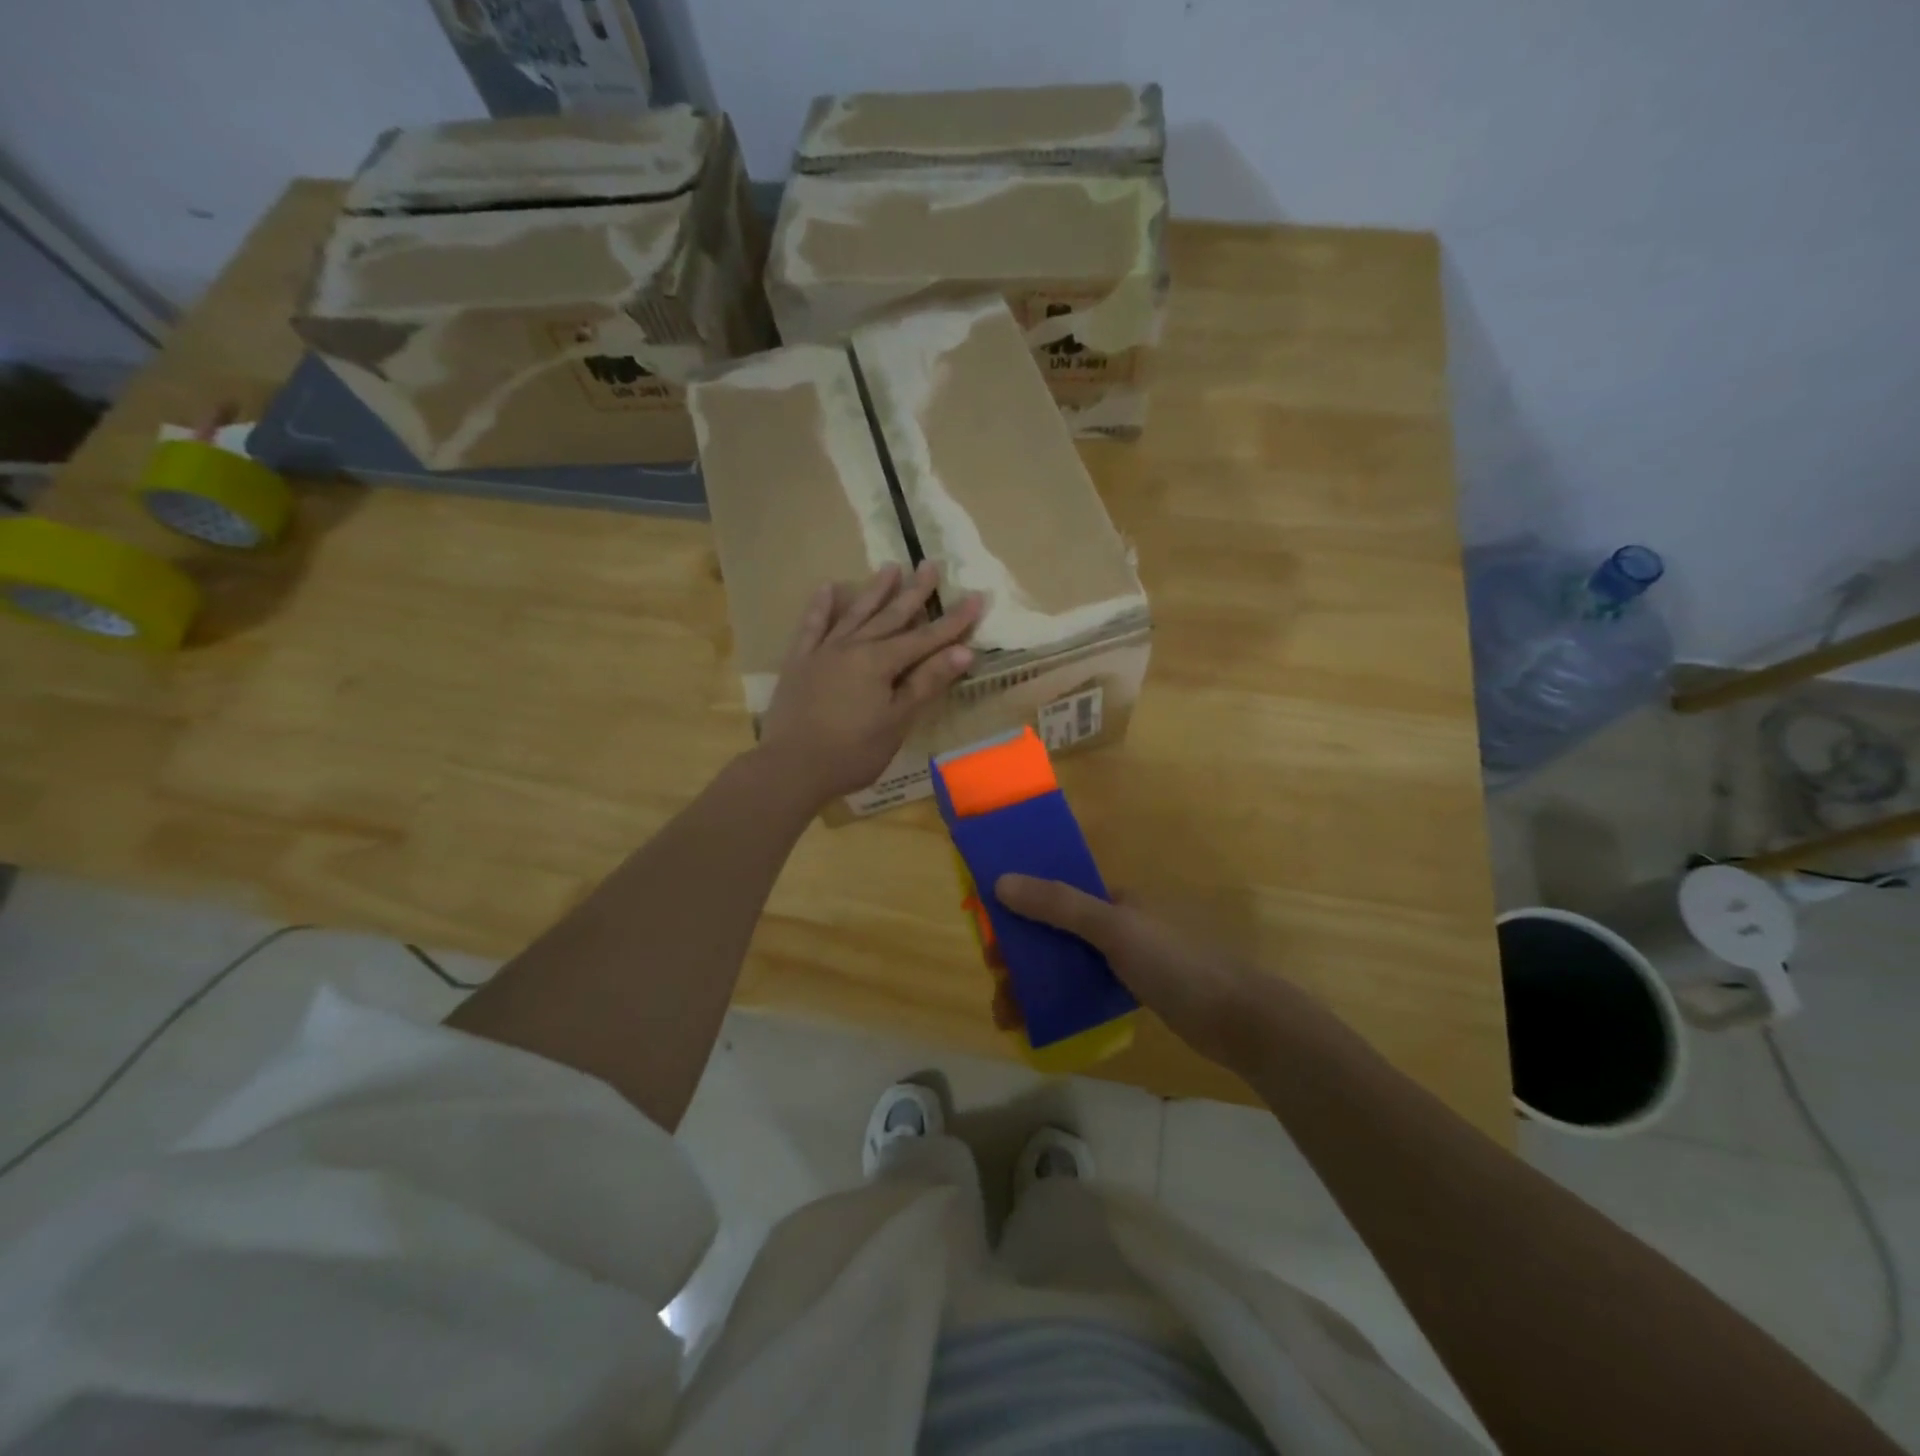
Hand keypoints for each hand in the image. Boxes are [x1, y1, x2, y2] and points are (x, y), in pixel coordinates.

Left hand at [759, 562, 982, 805]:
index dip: (954, 620)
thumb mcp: (897, 721)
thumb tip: (963, 651)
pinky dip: (821, 606)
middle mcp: (853, 647)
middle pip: (890, 616)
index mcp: (880, 662)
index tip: (977, 596)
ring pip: (855, 614)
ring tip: (890, 567)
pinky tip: (829, 587)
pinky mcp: (799, 661)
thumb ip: (926, 683)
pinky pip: (812, 626)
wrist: (791, 767)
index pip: (926, 637)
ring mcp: (823, 651)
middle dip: (914, 592)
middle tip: (931, 564)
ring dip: (874, 590)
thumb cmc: (852, 752)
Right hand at [993, 874, 1268, 1068]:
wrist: (1239, 1019)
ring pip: (1065, 966)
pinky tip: (1038, 1024)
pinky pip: (1084, 990)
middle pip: (1053, 934)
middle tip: (998, 986)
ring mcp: (1124, 960)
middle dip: (1020, 957)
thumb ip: (1059, 905)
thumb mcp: (1113, 929)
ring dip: (1033, 985)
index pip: (1053, 896)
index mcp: (1113, 899)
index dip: (1017, 911)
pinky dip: (1058, 1003)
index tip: (989, 938)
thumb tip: (1001, 882)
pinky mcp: (1133, 992)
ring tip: (1008, 1016)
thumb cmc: (1175, 963)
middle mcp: (1115, 923)